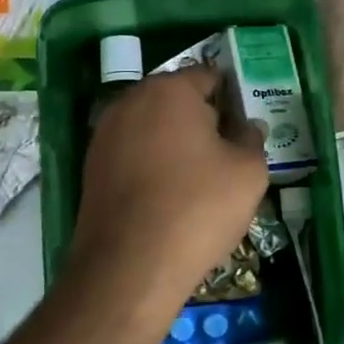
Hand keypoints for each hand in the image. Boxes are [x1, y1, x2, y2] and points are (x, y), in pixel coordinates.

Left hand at [67, 66, 266, 316]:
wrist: (130, 266)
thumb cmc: (198, 207)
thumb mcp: (248, 173)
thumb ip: (251, 139)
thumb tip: (247, 127)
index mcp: (169, 90)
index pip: (207, 77)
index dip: (231, 98)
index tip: (244, 128)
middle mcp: (129, 101)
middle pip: (175, 100)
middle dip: (200, 120)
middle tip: (226, 154)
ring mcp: (104, 134)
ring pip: (150, 128)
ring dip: (173, 144)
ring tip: (197, 180)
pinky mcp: (91, 168)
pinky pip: (131, 155)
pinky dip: (150, 166)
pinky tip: (167, 197)